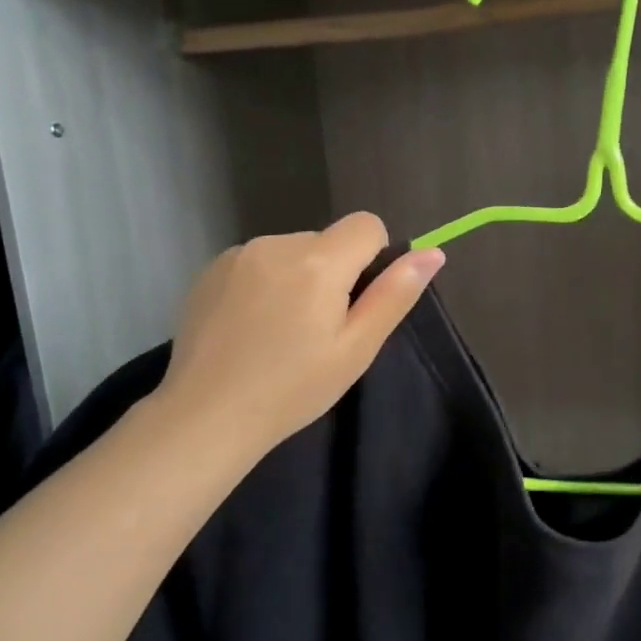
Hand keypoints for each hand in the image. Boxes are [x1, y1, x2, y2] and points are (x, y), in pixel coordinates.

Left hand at [145, 213, 444, 464]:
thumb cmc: (293, 388)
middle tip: (316, 330)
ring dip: (297, 277)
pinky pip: (258, 262)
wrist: (206, 416)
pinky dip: (264, 283)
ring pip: (292, 251)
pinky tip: (250, 327)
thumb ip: (395, 295)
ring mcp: (239, 254)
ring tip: (280, 332)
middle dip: (333, 273)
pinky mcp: (210, 269)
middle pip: (327, 240)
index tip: (356, 303)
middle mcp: (277, 243)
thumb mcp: (356, 349)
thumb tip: (434, 253)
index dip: (373, 258)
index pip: (367, 225)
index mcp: (319, 262)